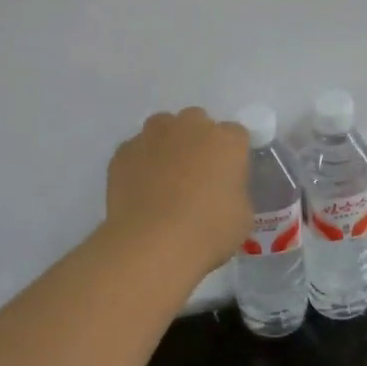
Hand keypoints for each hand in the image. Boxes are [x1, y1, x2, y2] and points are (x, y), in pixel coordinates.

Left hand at [106, 108, 251, 274]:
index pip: (236, 135)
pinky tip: (140, 189)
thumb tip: (222, 190)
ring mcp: (153, 135)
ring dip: (167, 143)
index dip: (231, 156)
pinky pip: (137, 149)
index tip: (227, 178)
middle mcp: (190, 126)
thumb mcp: (241, 217)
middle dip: (198, 141)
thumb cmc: (207, 231)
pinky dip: (140, 162)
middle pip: (198, 122)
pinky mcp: (124, 150)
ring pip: (163, 127)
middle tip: (195, 175)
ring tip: (164, 177)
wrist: (152, 243)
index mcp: (227, 141)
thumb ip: (235, 192)